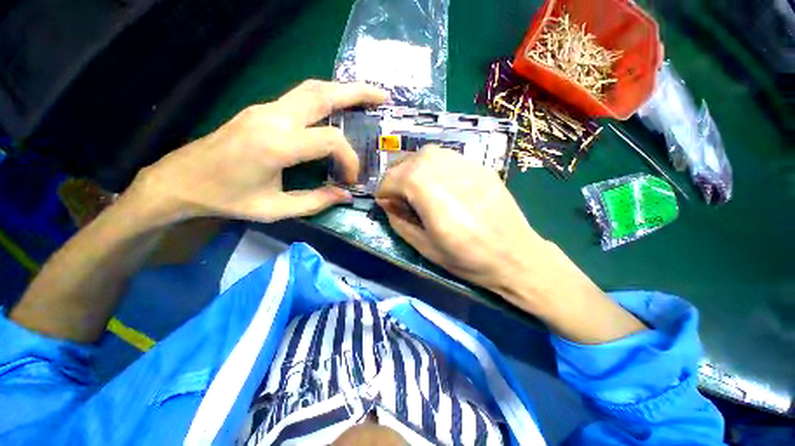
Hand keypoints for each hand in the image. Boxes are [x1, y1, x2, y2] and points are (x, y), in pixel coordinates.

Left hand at [129, 80, 388, 223]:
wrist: (182, 180)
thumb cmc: (228, 199)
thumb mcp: (275, 208)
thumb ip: (316, 201)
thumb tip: (346, 196)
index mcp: (277, 145)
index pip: (330, 141)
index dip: (349, 159)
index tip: (350, 179)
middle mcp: (273, 117)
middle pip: (323, 94)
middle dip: (357, 93)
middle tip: (382, 96)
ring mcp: (265, 108)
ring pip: (311, 89)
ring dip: (342, 89)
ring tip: (366, 95)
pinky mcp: (261, 110)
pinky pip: (300, 96)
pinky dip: (325, 98)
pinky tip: (337, 106)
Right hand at [375, 146, 552, 306]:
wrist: (516, 255)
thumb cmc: (468, 259)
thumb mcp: (425, 248)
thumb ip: (399, 222)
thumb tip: (387, 204)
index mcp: (430, 193)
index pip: (393, 178)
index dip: (383, 191)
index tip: (384, 204)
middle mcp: (445, 171)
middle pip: (408, 160)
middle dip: (395, 176)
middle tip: (398, 195)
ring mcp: (466, 164)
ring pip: (427, 153)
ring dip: (413, 168)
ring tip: (416, 187)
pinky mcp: (480, 166)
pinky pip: (447, 157)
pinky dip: (433, 166)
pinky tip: (439, 184)